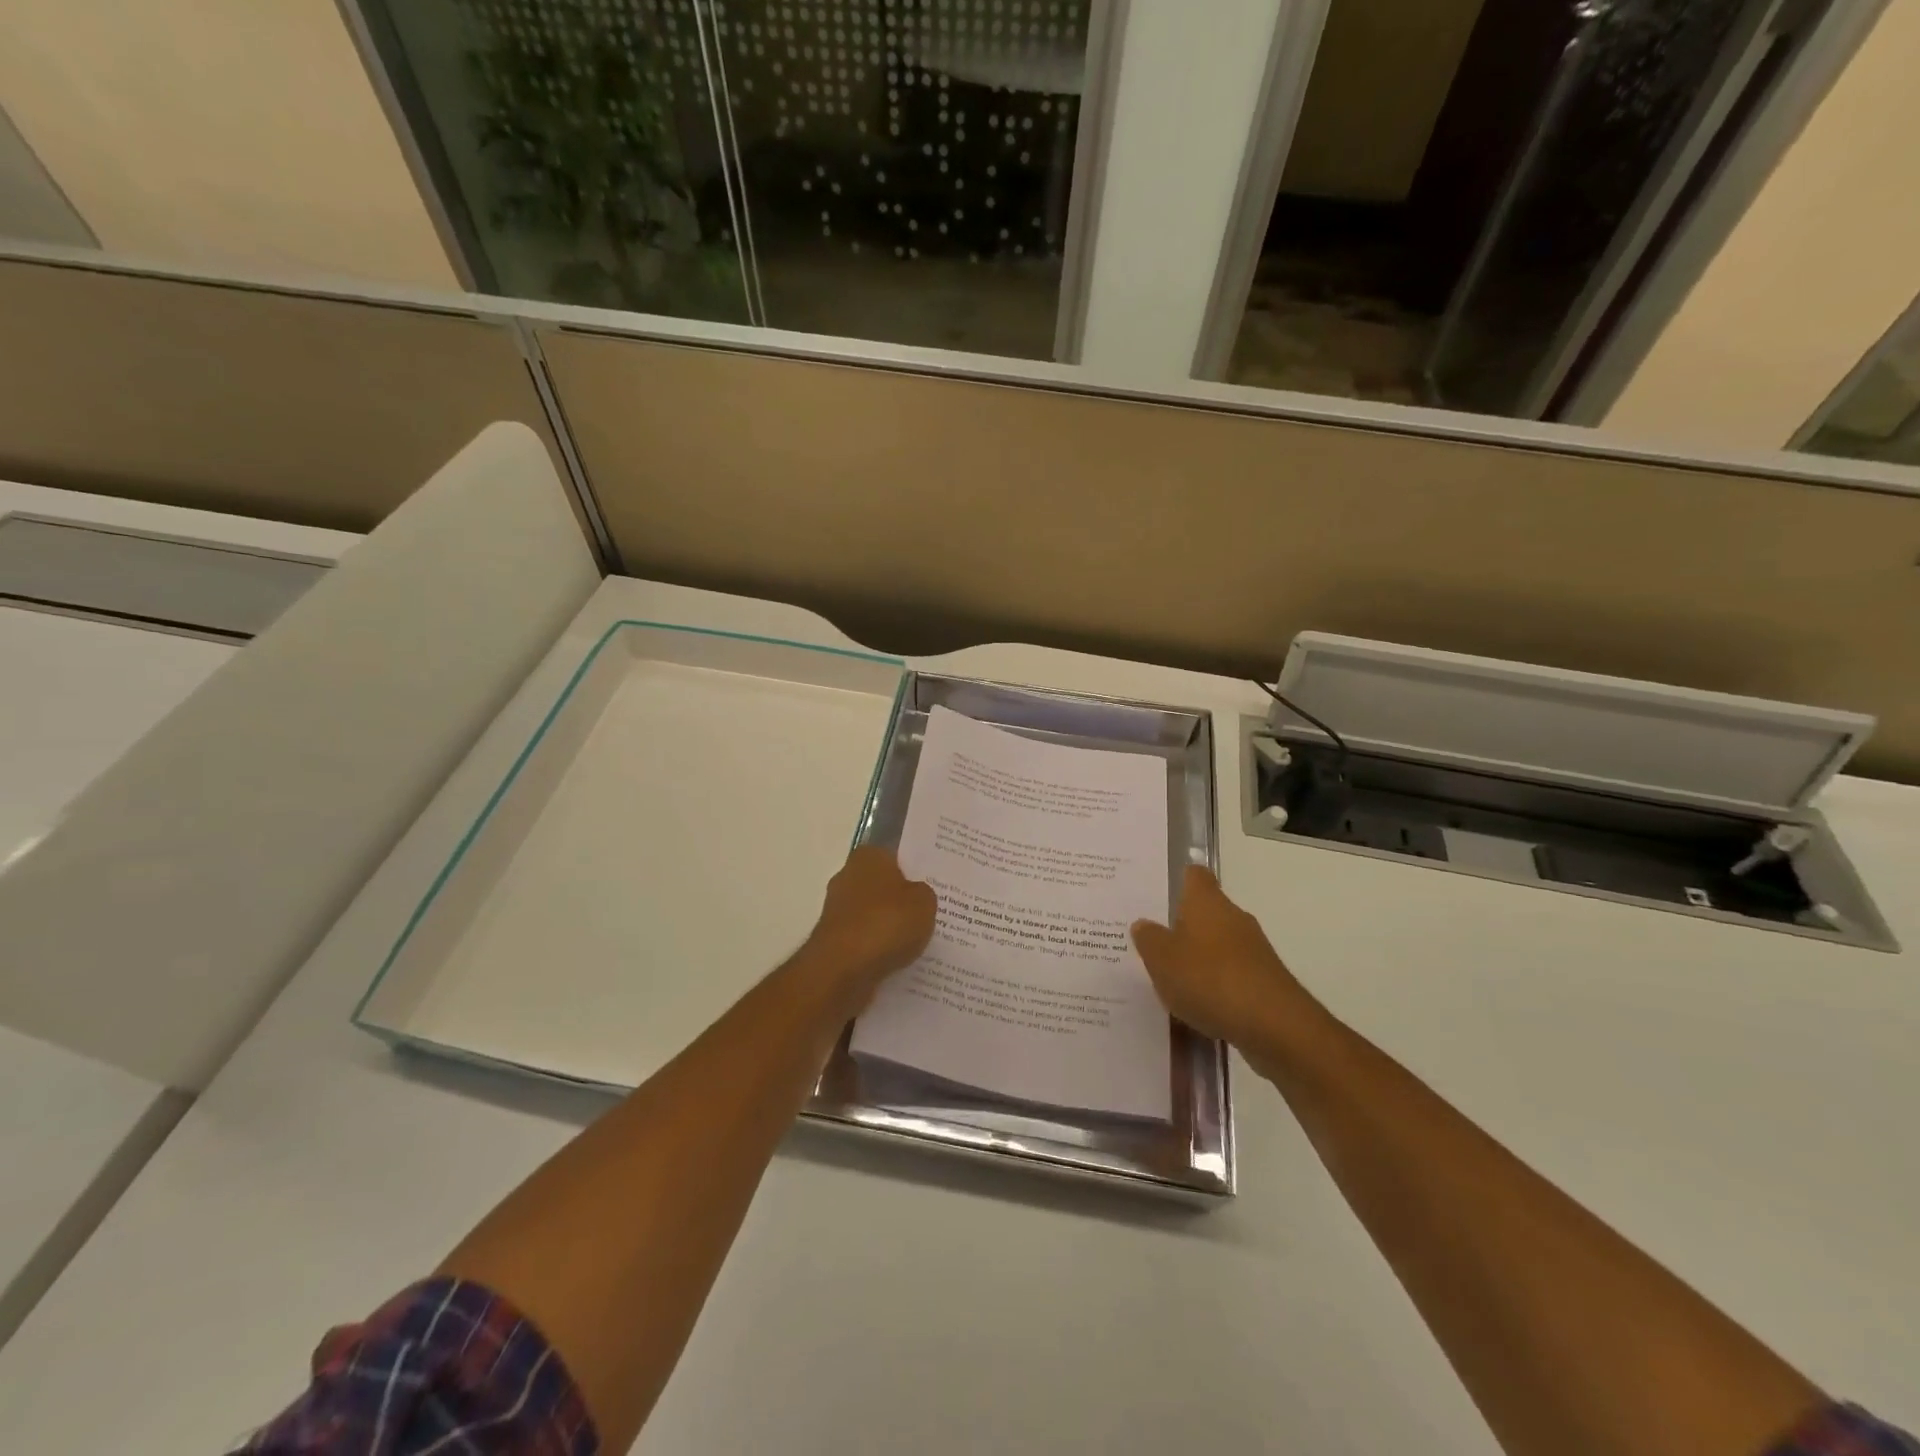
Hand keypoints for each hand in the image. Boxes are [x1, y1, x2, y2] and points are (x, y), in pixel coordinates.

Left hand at [803, 846, 936, 1009]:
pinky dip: (879, 949)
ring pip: (875, 915)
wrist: (843, 970)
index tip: (934, 886)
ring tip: (920, 943)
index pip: (896, 857)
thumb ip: (924, 894)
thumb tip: (915, 896)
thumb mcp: (924, 902)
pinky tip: (900, 961)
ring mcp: (837, 911)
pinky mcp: (834, 942)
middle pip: (883, 886)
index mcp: (868, 857)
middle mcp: (848, 877)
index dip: (915, 871)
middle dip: (902, 900)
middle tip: (931, 915)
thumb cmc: (886, 923)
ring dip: (891, 928)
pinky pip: (866, 941)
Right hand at [1131, 866, 1320, 1058]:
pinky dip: (1215, 984)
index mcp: (1207, 902)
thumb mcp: (1161, 959)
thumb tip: (1144, 924)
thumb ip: (1148, 939)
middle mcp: (1234, 918)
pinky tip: (1199, 1006)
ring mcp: (1254, 950)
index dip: (1178, 881)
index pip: (1195, 876)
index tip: (1160, 895)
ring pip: (1219, 945)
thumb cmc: (1209, 979)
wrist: (1275, 1026)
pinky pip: (1232, 974)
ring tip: (1170, 980)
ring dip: (1198, 958)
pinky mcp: (1265, 981)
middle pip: (1205, 912)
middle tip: (1153, 944)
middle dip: (1182, 926)